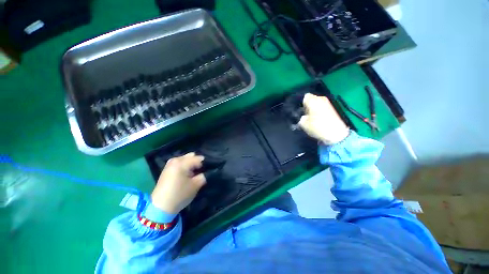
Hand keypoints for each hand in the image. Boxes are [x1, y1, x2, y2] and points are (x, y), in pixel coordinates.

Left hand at [151, 153, 205, 213]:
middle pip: (191, 156)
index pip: (198, 158)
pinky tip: (187, 174)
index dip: (205, 164)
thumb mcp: (196, 185)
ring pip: (185, 159)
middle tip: (201, 171)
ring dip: (191, 163)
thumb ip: (203, 176)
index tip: (208, 170)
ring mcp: (169, 164)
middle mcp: (175, 160)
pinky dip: (185, 166)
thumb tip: (205, 172)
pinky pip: (179, 163)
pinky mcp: (167, 169)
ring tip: (194, 173)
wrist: (160, 207)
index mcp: (182, 163)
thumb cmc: (180, 195)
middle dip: (197, 162)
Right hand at [299, 93, 349, 144]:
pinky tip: (318, 119)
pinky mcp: (332, 108)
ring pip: (317, 103)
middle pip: (311, 99)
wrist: (336, 133)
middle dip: (308, 106)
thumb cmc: (318, 127)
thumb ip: (301, 118)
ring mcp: (328, 103)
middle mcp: (321, 99)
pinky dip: (319, 111)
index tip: (301, 111)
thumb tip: (303, 116)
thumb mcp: (304, 124)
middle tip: (305, 115)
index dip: (302, 104)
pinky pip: (322, 106)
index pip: (305, 97)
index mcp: (313, 100)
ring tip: (312, 118)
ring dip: (313, 108)